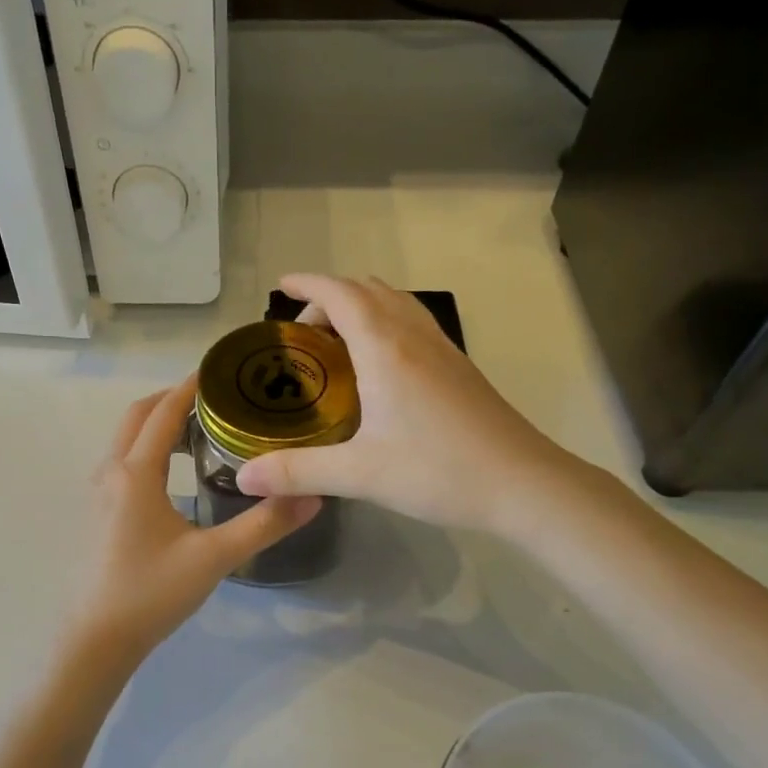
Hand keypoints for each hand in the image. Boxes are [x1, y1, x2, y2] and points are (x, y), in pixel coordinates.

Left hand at [63, 375, 321, 668]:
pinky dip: (147, 448)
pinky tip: (175, 473)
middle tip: (216, 399)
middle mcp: (110, 473)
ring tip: (201, 430)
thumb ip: (265, 525)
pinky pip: (122, 461)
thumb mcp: (214, 558)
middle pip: (137, 416)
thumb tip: (314, 495)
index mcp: (135, 473)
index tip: (221, 370)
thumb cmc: (151, 593)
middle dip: (171, 400)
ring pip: (126, 439)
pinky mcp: (97, 513)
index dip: (190, 387)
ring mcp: (98, 494)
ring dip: (157, 424)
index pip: (163, 413)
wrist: (96, 640)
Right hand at [236, 275, 601, 535]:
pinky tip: (380, 371)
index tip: (281, 285)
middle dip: (331, 298)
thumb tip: (243, 478)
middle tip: (304, 334)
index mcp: (385, 349)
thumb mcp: (359, 475)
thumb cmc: (439, 471)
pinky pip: (415, 325)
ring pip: (397, 304)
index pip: (341, 294)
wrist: (524, 484)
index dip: (308, 283)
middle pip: (369, 290)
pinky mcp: (460, 369)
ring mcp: (443, 350)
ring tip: (338, 344)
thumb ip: (297, 472)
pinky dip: (387, 325)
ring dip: (363, 308)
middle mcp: (415, 337)